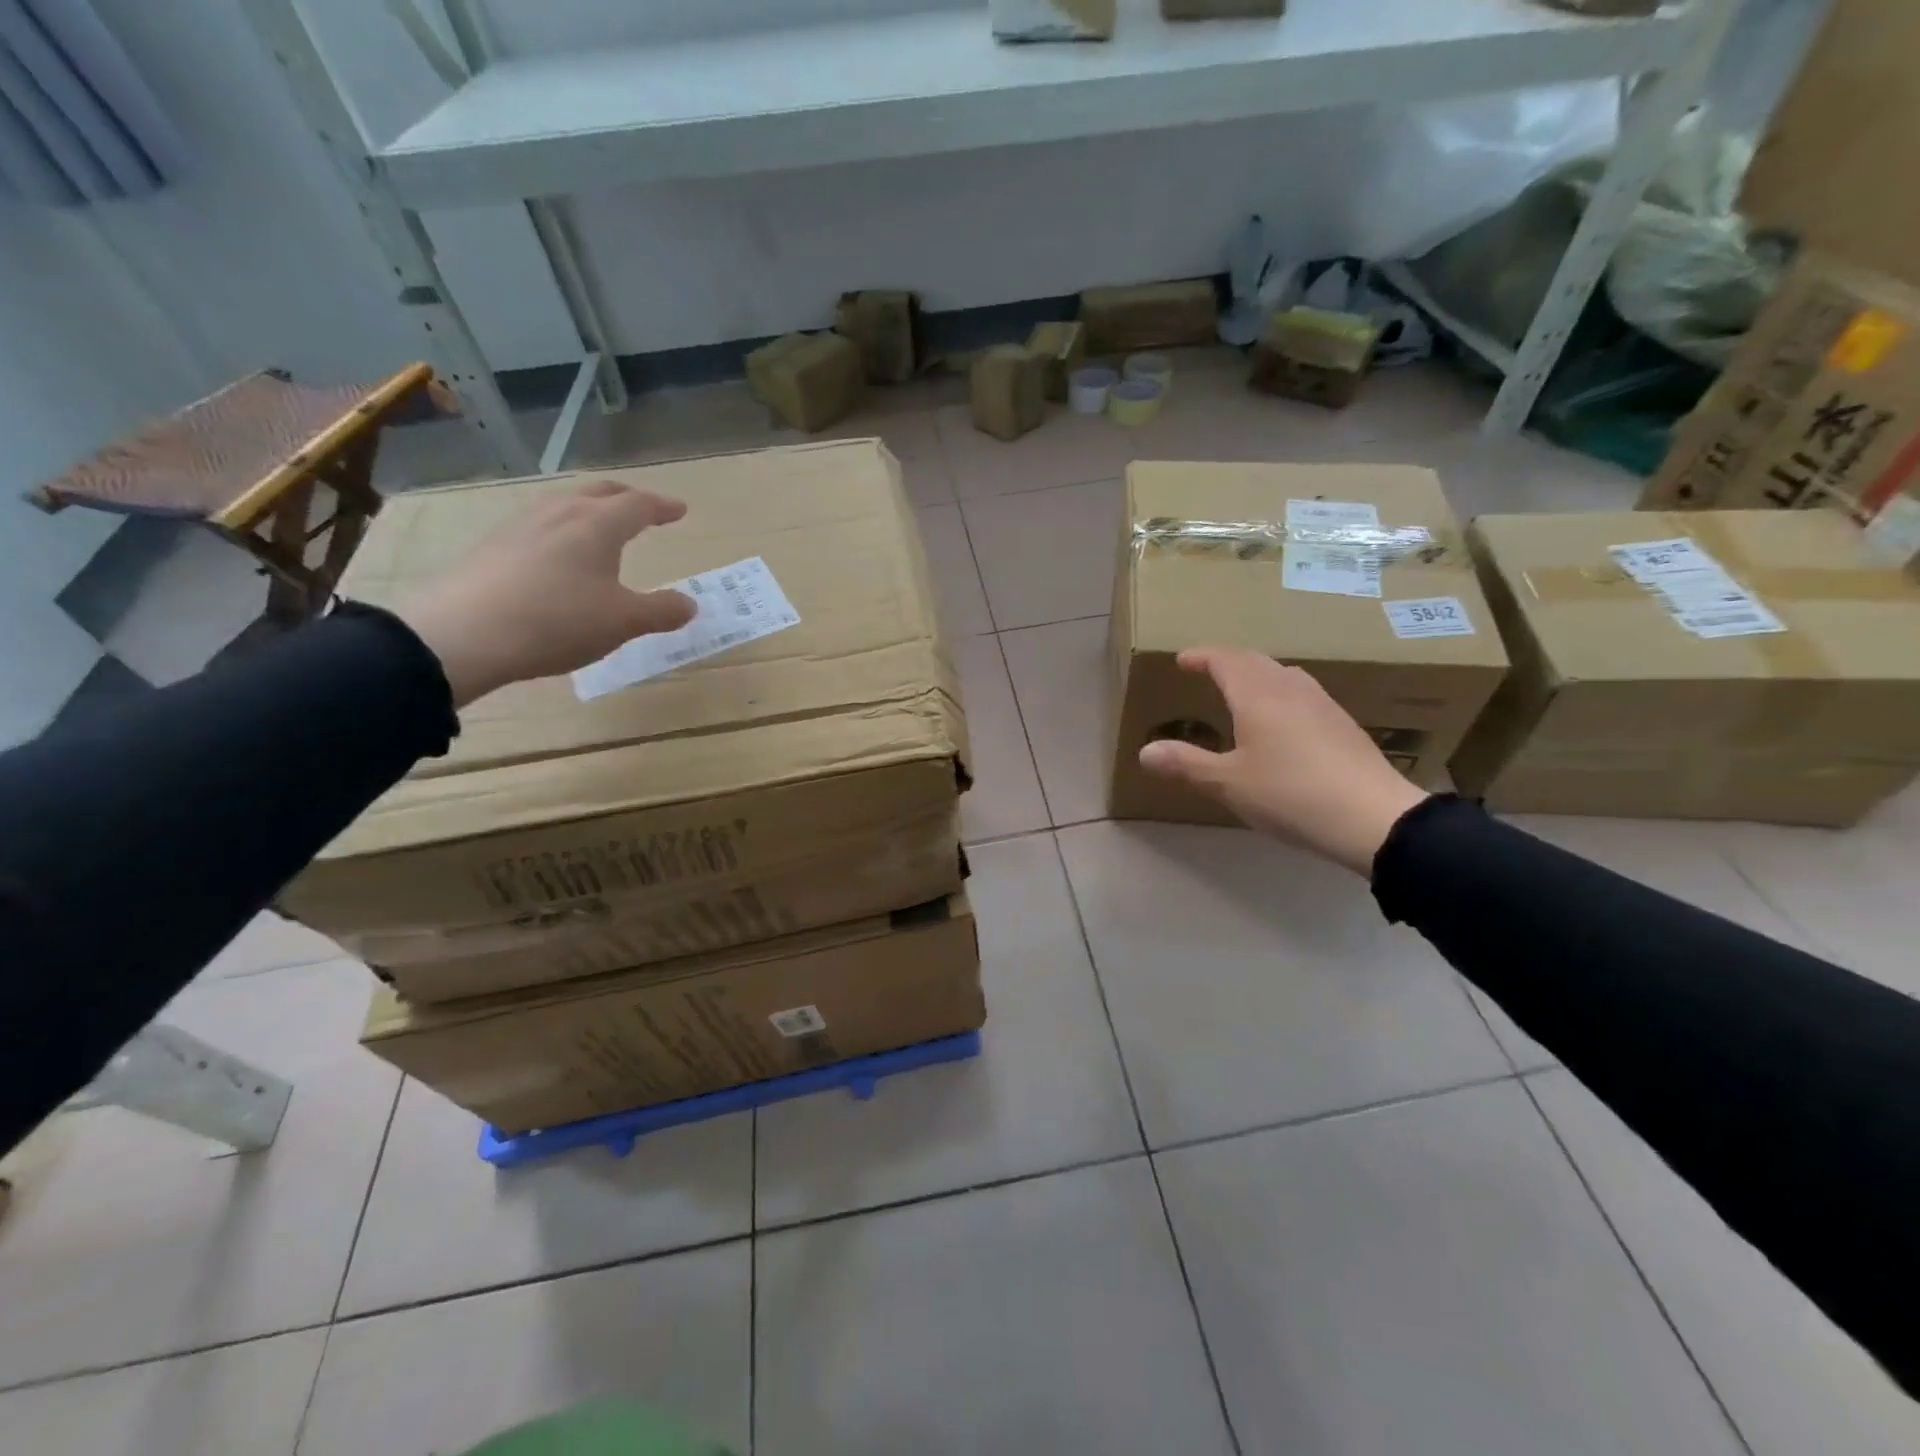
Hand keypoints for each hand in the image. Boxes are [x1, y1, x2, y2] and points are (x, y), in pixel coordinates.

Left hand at [398, 480, 696, 705]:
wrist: (464, 635)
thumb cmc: (559, 621)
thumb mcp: (623, 622)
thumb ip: (661, 611)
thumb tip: (690, 604)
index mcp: (598, 525)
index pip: (638, 504)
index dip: (662, 507)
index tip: (679, 510)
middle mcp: (560, 514)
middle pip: (598, 493)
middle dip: (626, 498)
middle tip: (644, 508)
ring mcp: (520, 526)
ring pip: (564, 505)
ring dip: (590, 510)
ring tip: (600, 527)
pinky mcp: (493, 547)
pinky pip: (539, 526)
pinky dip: (562, 531)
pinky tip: (557, 555)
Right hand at [1137, 647, 1428, 875]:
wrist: (1373, 817)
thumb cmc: (1290, 794)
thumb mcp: (1228, 783)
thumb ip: (1186, 764)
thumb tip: (1145, 752)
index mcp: (1258, 696)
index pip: (1225, 660)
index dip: (1201, 656)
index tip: (1182, 660)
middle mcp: (1290, 689)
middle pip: (1256, 661)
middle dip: (1228, 662)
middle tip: (1208, 671)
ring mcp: (1322, 704)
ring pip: (1284, 674)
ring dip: (1258, 675)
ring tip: (1243, 691)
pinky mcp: (1343, 725)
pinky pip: (1303, 694)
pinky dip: (1280, 693)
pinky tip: (1283, 721)